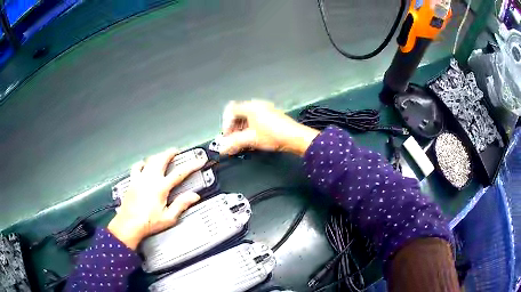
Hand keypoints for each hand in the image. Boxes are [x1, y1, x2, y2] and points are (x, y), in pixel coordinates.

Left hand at [108, 148, 205, 249]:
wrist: (129, 224)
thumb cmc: (148, 223)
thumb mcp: (168, 217)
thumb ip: (181, 205)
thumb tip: (193, 196)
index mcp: (161, 187)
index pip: (180, 173)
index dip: (192, 165)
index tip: (199, 161)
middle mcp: (150, 179)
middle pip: (162, 159)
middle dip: (170, 153)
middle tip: (176, 151)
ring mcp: (139, 179)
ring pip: (150, 161)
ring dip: (158, 156)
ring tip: (162, 155)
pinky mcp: (132, 182)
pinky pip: (137, 167)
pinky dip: (142, 163)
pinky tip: (143, 164)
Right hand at [219, 100, 318, 155]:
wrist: (295, 137)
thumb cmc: (273, 135)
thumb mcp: (251, 139)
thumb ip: (234, 143)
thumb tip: (222, 149)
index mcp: (251, 106)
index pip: (231, 110)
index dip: (226, 124)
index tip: (228, 136)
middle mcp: (257, 105)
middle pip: (239, 114)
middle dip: (234, 128)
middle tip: (233, 141)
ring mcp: (266, 110)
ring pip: (247, 118)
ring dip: (242, 130)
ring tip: (243, 142)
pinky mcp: (272, 116)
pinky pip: (256, 120)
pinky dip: (251, 129)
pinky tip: (252, 140)